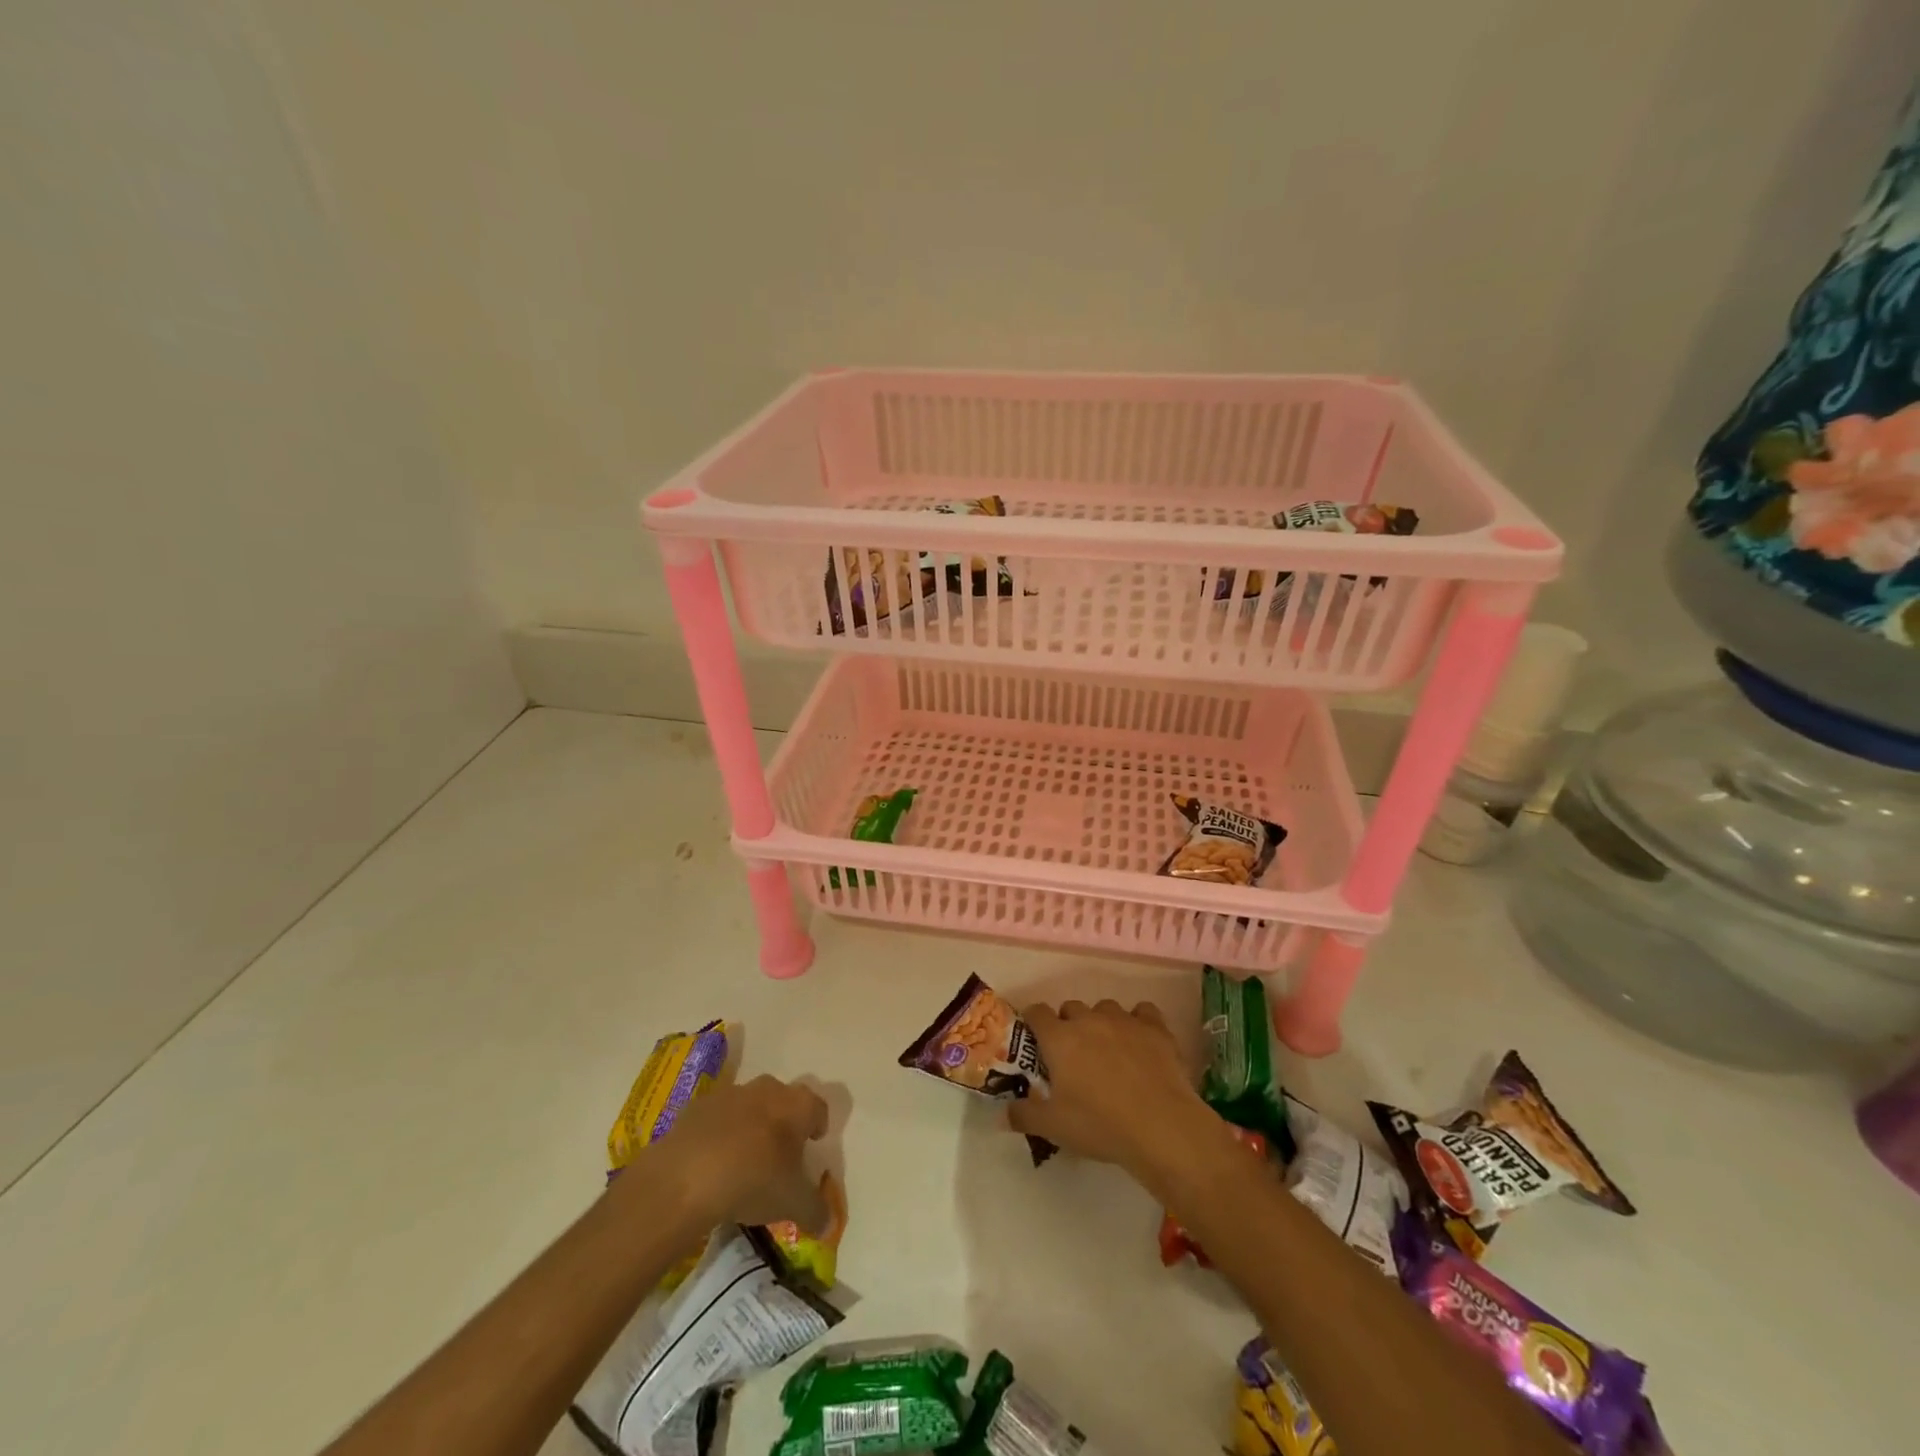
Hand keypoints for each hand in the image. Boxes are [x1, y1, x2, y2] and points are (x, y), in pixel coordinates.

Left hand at [640, 1075, 829, 1232]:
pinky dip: (719, 1133)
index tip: (813, 1143)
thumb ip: (816, 1211)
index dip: (818, 1125)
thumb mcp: (792, 1203)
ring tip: (743, 1158)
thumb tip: (828, 1223)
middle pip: (783, 1100)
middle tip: (779, 1152)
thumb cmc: (753, 1181)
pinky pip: (717, 1117)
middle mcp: (768, 1089)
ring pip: (749, 1105)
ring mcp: (731, 1094)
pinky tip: (712, 1161)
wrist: (686, 1176)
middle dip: (784, 1121)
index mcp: (797, 1105)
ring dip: (751, 1124)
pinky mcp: (698, 1106)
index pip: (818, 1107)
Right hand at [1008, 1000, 1222, 1177]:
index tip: (1036, 1042)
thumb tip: (1003, 1113)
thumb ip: (1023, 1116)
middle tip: (1073, 1057)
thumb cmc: (1100, 1125)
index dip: (1033, 1023)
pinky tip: (1140, 1042)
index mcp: (1059, 1038)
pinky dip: (1138, 1022)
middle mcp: (1089, 1020)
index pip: (1036, 1012)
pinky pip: (1142, 1011)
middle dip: (1068, 1025)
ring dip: (1101, 1023)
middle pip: (1071, 1008)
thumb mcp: (1053, 1128)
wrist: (1161, 1126)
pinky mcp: (1155, 1027)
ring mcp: (1124, 1020)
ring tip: (1108, 1051)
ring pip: (1104, 1008)